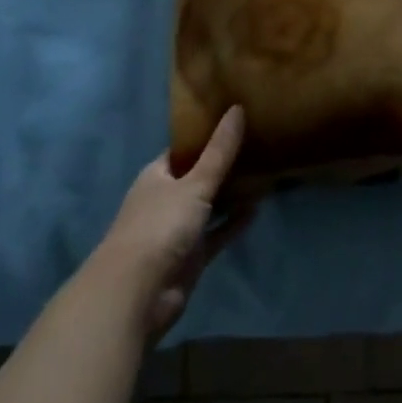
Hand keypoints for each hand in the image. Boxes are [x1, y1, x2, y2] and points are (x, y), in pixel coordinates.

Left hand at [98, 107, 250, 338]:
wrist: (137, 295)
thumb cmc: (160, 226)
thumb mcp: (194, 184)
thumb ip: (219, 151)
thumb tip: (237, 108)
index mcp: (157, 176)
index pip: (184, 149)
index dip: (207, 135)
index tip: (235, 120)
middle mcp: (166, 199)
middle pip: (199, 176)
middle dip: (224, 164)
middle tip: (258, 143)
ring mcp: (178, 229)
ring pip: (210, 205)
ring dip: (232, 194)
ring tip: (264, 172)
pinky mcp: (191, 256)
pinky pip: (217, 233)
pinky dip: (234, 223)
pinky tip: (257, 208)